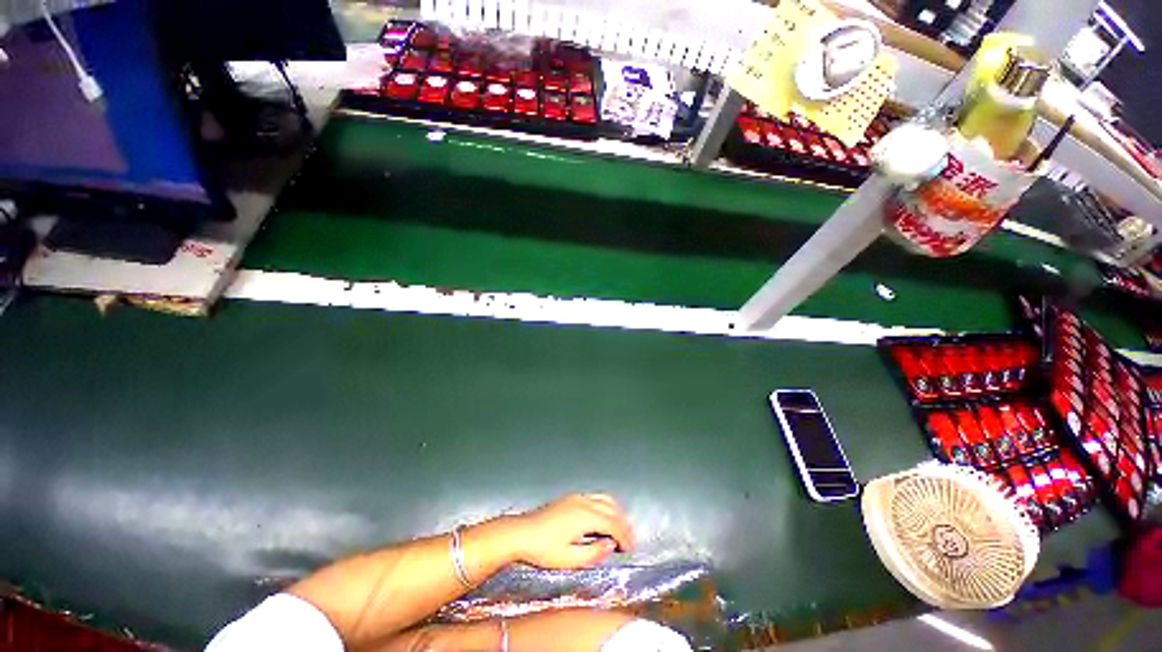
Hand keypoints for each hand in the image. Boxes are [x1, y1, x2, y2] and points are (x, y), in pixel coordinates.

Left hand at [508, 494, 634, 569]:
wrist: (521, 532)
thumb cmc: (543, 549)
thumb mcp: (569, 559)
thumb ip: (593, 553)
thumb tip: (610, 546)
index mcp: (585, 516)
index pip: (613, 523)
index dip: (624, 535)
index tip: (630, 547)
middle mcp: (584, 502)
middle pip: (611, 508)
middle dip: (623, 523)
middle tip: (629, 539)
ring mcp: (577, 497)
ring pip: (605, 499)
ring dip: (616, 512)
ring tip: (620, 528)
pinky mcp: (571, 497)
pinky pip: (595, 497)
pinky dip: (606, 506)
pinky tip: (604, 517)